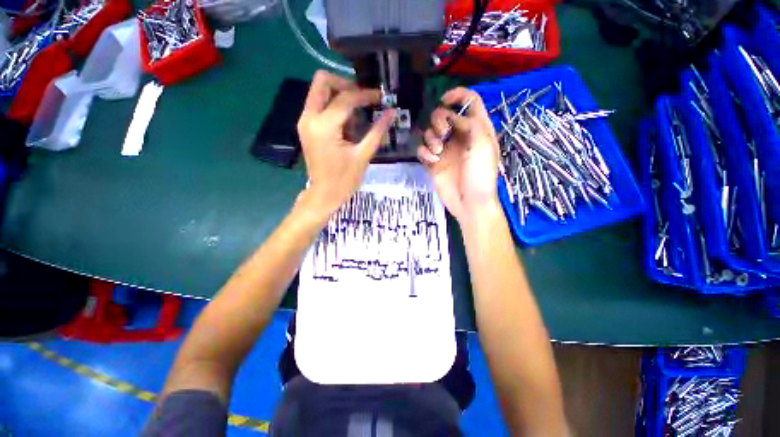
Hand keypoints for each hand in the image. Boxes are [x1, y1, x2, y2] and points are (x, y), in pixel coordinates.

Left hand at [297, 71, 394, 216]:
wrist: (324, 195)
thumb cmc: (344, 180)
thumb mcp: (363, 155)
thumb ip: (377, 131)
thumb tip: (392, 112)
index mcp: (324, 126)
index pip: (346, 98)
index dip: (366, 95)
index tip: (381, 97)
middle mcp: (309, 117)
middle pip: (323, 81)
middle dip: (346, 84)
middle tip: (363, 99)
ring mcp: (305, 121)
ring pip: (320, 91)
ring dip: (340, 95)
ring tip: (358, 115)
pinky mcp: (306, 127)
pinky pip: (319, 105)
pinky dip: (334, 106)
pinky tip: (348, 123)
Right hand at [418, 88, 499, 222]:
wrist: (469, 202)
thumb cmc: (480, 173)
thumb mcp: (482, 144)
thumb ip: (468, 123)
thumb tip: (451, 117)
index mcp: (477, 128)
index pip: (470, 101)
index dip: (457, 95)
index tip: (444, 100)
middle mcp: (459, 136)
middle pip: (443, 115)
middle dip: (439, 120)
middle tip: (443, 134)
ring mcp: (445, 150)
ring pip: (430, 132)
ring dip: (431, 138)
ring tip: (438, 152)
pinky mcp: (434, 162)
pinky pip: (422, 150)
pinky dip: (424, 153)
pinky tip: (432, 161)